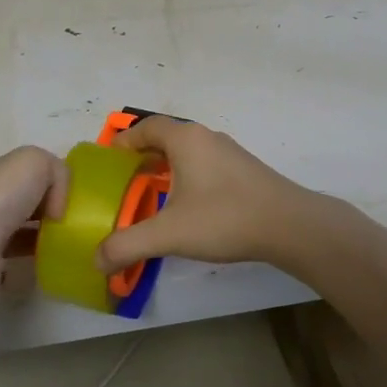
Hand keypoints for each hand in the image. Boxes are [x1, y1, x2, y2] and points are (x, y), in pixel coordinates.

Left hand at [0, 146, 68, 310]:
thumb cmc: (2, 198)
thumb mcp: (36, 162)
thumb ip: (57, 171)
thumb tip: (56, 206)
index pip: (29, 170)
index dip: (53, 180)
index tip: (74, 197)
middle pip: (26, 199)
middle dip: (51, 207)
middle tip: (75, 220)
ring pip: (22, 228)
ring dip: (44, 234)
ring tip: (69, 242)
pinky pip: (18, 257)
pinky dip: (34, 258)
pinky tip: (51, 261)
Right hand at [94, 117, 314, 273]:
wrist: (289, 225)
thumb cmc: (224, 218)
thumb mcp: (169, 233)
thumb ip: (128, 245)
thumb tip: (97, 259)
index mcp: (186, 139)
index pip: (147, 127)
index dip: (125, 140)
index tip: (109, 160)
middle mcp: (207, 138)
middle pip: (166, 137)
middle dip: (143, 156)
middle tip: (125, 181)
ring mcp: (230, 153)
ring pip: (188, 153)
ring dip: (167, 168)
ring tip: (151, 195)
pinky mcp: (245, 171)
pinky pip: (205, 165)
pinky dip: (188, 177)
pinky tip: (187, 206)